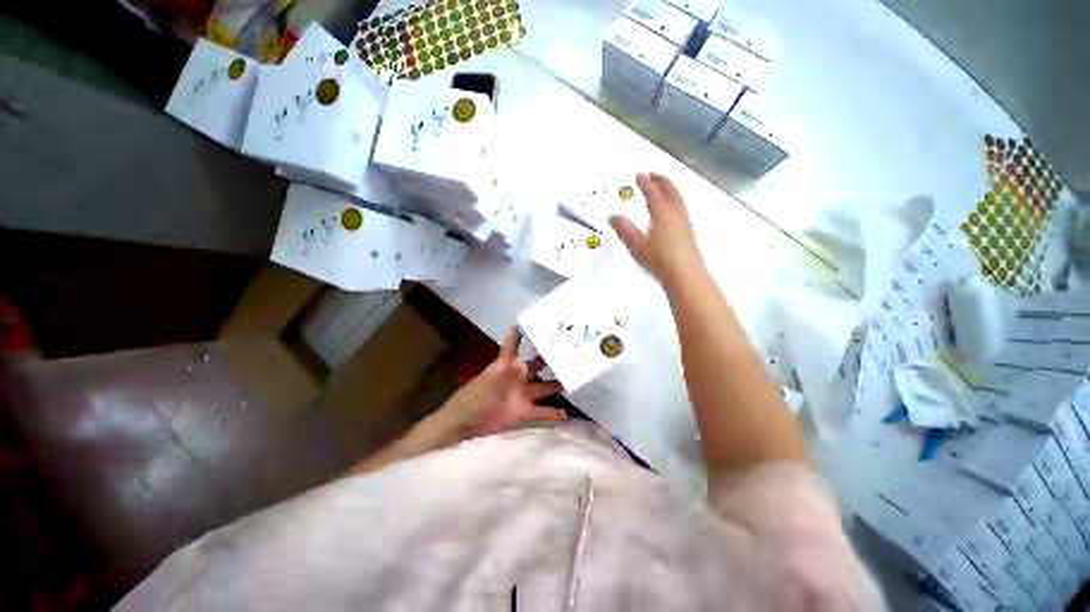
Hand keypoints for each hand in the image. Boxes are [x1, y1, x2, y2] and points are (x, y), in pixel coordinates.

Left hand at [433, 329, 565, 440]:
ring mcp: (522, 394)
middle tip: (569, 352)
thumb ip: (507, 361)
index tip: (538, 322)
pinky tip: (567, 414)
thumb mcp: (491, 374)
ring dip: (557, 385)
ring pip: (544, 387)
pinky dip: (553, 413)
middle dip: (551, 359)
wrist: (463, 423)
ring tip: (575, 380)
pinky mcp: (523, 412)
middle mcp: (517, 376)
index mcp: (508, 365)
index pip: (515, 344)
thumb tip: (517, 341)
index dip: (523, 334)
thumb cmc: (474, 396)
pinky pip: (541, 412)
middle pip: (537, 365)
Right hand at [609, 173, 703, 288]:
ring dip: (669, 189)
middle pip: (669, 190)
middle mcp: (675, 213)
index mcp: (662, 212)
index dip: (645, 182)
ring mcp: (684, 222)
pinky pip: (681, 208)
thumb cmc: (660, 259)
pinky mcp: (688, 231)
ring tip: (663, 188)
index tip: (640, 174)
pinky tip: (671, 210)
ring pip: (677, 198)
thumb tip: (613, 217)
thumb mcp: (636, 245)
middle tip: (653, 175)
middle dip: (660, 180)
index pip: (652, 192)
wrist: (684, 274)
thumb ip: (624, 229)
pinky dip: (674, 201)